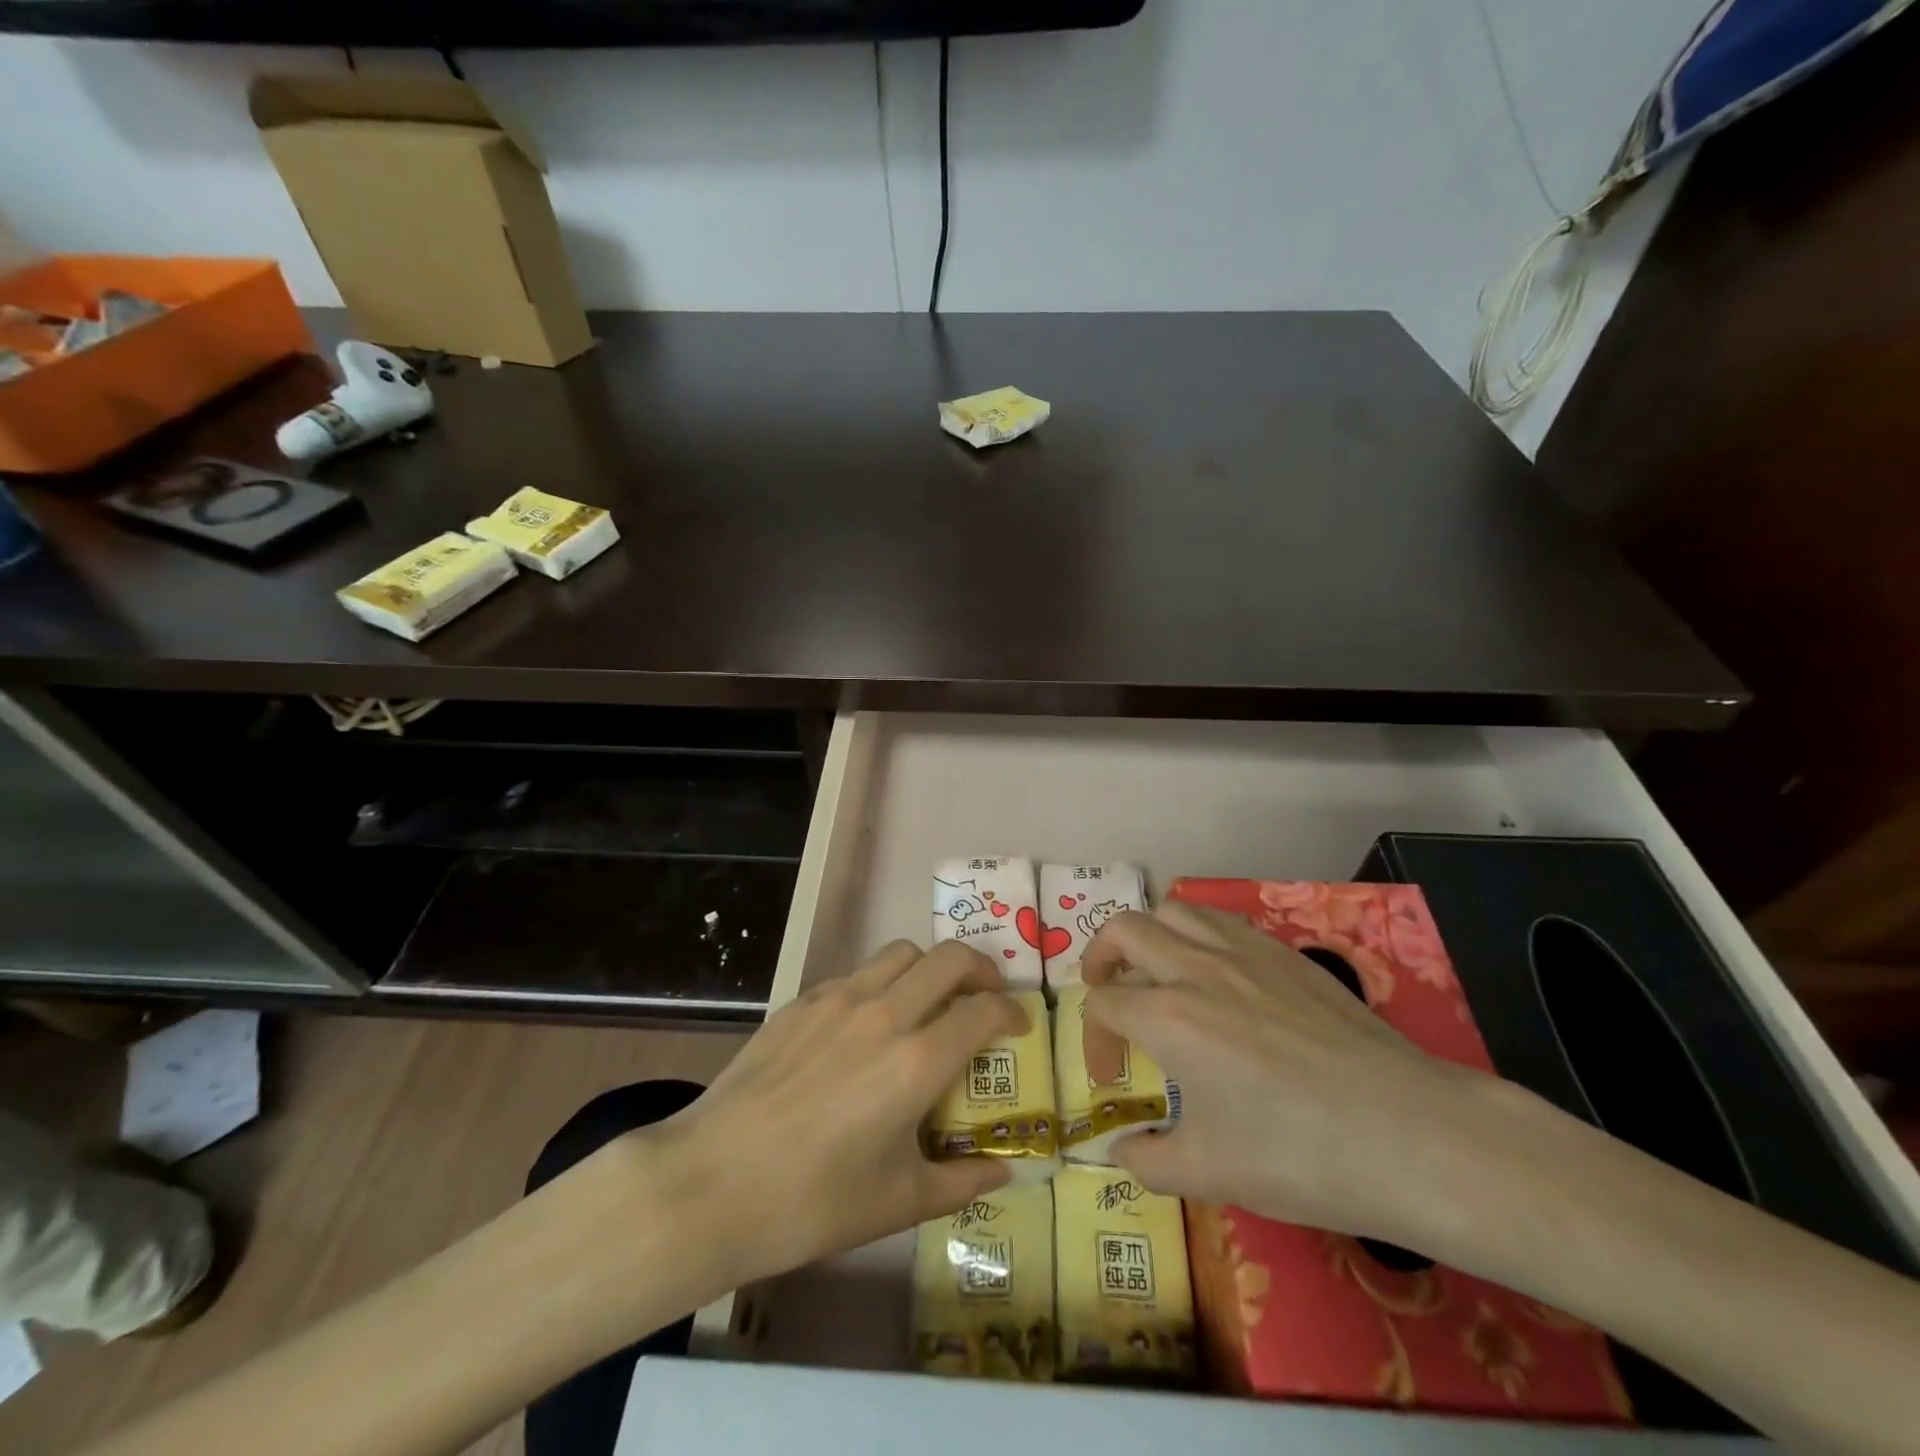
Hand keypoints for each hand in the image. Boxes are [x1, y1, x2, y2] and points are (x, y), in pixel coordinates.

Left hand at [645, 940, 1023, 1284]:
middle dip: (981, 969)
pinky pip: (856, 974)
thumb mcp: (897, 1203)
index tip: (1018, 1026)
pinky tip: (866, 1023)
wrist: (711, 1182)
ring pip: (901, 953)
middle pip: (949, 958)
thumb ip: (961, 1181)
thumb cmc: (812, 1202)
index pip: (983, 1011)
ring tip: (930, 998)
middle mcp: (885, 1014)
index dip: (1011, 1012)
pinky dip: (879, 984)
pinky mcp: (801, 1001)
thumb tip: (1005, 1171)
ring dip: (929, 967)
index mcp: (917, 1061)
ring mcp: (839, 999)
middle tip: (985, 995)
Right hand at [1082, 903, 1495, 1248]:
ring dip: (1149, 934)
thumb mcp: (1210, 1174)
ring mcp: (1244, 952)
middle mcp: (1195, 968)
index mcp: (1168, 1017)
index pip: (1103, 1005)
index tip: (1112, 1081)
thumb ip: (1148, 1160)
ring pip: (1174, 910)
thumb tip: (1122, 1149)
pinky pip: (1222, 920)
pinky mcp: (1285, 953)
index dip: (1094, 1041)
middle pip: (1124, 930)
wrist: (1408, 1134)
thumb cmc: (1300, 1155)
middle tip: (1106, 990)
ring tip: (1155, 970)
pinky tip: (1215, 973)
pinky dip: (1198, 934)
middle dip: (1100, 957)